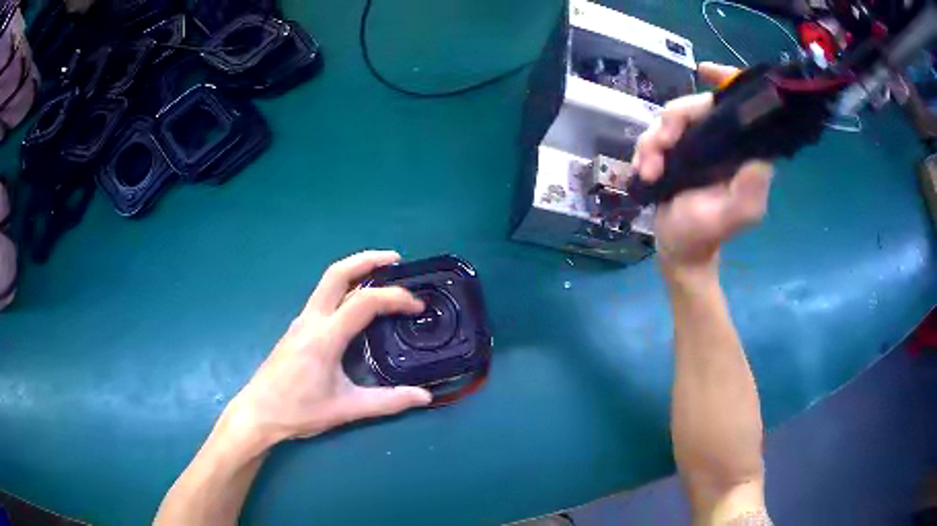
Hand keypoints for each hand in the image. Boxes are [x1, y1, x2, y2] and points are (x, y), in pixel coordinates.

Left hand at [225, 251, 431, 446]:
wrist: (258, 413)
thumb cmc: (299, 411)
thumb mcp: (346, 409)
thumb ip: (388, 402)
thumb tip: (424, 397)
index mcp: (325, 337)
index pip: (363, 302)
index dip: (394, 298)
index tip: (417, 306)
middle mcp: (311, 320)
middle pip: (337, 273)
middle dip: (368, 260)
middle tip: (396, 260)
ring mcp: (301, 321)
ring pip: (328, 282)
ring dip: (355, 271)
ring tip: (382, 276)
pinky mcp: (298, 328)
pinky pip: (323, 296)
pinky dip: (345, 287)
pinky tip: (357, 304)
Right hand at [631, 63, 773, 275]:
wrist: (677, 249)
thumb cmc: (705, 235)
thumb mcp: (732, 216)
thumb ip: (748, 191)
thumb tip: (758, 156)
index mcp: (742, 152)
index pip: (740, 107)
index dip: (727, 81)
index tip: (704, 72)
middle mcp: (722, 142)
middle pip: (696, 106)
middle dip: (673, 123)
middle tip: (658, 150)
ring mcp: (697, 144)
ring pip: (671, 118)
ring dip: (653, 141)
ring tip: (648, 170)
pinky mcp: (677, 150)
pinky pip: (656, 133)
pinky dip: (645, 149)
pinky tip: (642, 170)